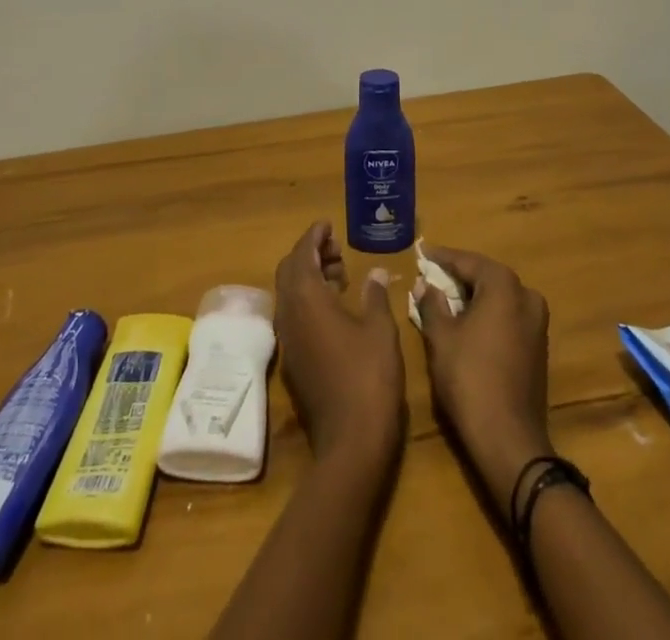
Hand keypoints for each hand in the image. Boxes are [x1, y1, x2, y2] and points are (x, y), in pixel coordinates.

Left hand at [273, 221, 405, 465]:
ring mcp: (288, 341)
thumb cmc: (369, 378)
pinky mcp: (294, 362)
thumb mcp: (381, 331)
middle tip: (336, 248)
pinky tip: (335, 308)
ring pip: (290, 295)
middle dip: (309, 254)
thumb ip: (375, 295)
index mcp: (307, 301)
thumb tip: (375, 272)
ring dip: (309, 277)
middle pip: (289, 271)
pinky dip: (309, 300)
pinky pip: (294, 316)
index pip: (301, 255)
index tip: (327, 225)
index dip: (313, 236)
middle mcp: (289, 316)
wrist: (350, 444)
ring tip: (340, 274)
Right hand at [413, 246, 551, 499]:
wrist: (509, 440)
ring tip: (445, 297)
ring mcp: (537, 323)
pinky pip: (508, 316)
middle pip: (486, 276)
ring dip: (473, 295)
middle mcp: (526, 296)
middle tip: (431, 275)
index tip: (422, 253)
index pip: (467, 261)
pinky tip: (467, 322)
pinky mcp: (539, 347)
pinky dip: (487, 314)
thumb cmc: (469, 379)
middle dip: (458, 275)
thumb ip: (432, 304)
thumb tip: (425, 284)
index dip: (442, 258)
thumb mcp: (441, 338)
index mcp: (504, 286)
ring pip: (499, 297)